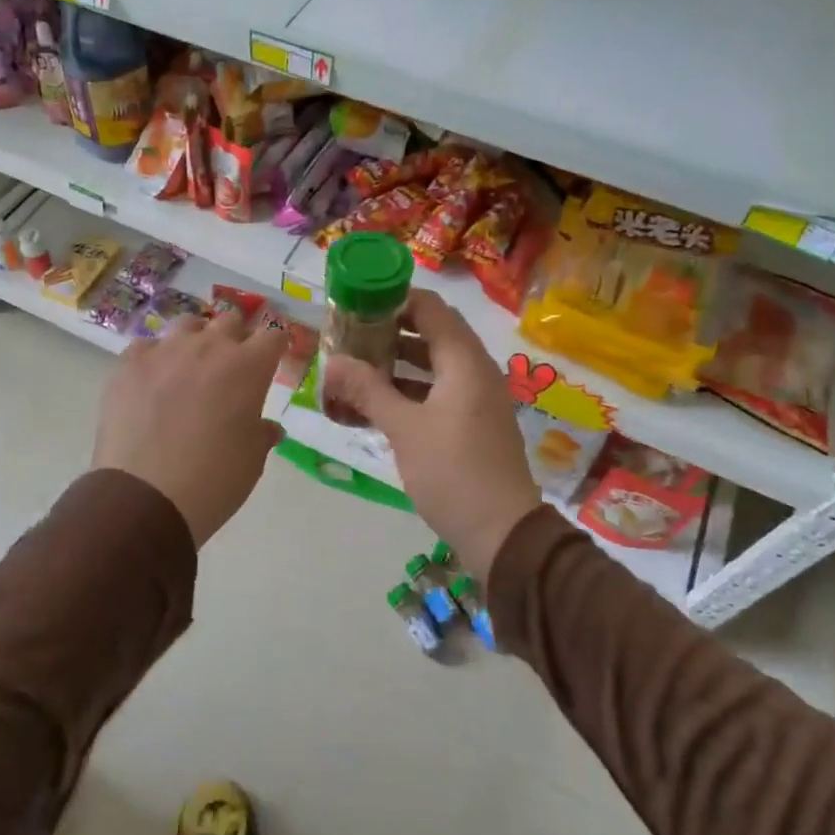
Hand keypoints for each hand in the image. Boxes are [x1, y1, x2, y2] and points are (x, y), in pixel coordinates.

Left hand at [93, 310, 287, 547]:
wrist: (145, 498)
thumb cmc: (213, 481)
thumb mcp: (252, 461)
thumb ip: (261, 434)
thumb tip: (267, 428)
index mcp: (248, 367)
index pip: (273, 334)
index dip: (275, 345)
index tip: (273, 358)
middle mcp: (209, 347)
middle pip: (230, 321)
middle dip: (237, 338)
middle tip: (233, 367)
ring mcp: (165, 351)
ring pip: (188, 325)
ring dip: (196, 340)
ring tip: (191, 367)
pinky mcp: (129, 364)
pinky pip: (147, 346)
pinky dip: (155, 358)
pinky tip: (152, 382)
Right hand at [323, 289, 542, 581]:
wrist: (502, 534)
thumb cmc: (453, 472)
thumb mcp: (405, 428)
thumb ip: (368, 390)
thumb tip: (332, 362)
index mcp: (464, 361)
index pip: (430, 307)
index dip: (393, 300)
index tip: (356, 305)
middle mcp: (474, 371)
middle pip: (429, 334)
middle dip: (387, 333)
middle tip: (347, 338)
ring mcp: (474, 399)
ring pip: (430, 366)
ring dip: (394, 365)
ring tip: (352, 370)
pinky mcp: (470, 424)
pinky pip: (435, 393)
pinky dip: (406, 392)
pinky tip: (372, 406)